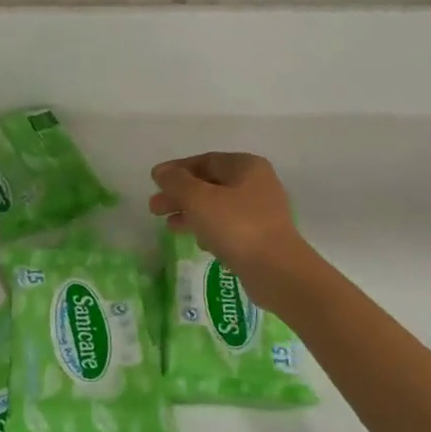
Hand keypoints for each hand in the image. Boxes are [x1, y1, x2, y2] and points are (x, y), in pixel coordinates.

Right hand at [149, 153, 313, 308]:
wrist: (276, 271)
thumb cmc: (236, 226)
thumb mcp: (199, 199)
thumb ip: (176, 182)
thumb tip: (161, 171)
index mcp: (246, 167)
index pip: (205, 160)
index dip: (176, 170)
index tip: (154, 181)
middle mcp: (257, 184)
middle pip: (209, 184)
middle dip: (180, 195)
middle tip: (154, 208)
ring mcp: (260, 212)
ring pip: (216, 207)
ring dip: (190, 214)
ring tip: (168, 227)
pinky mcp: (260, 237)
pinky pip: (227, 228)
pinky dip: (209, 231)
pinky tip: (197, 243)